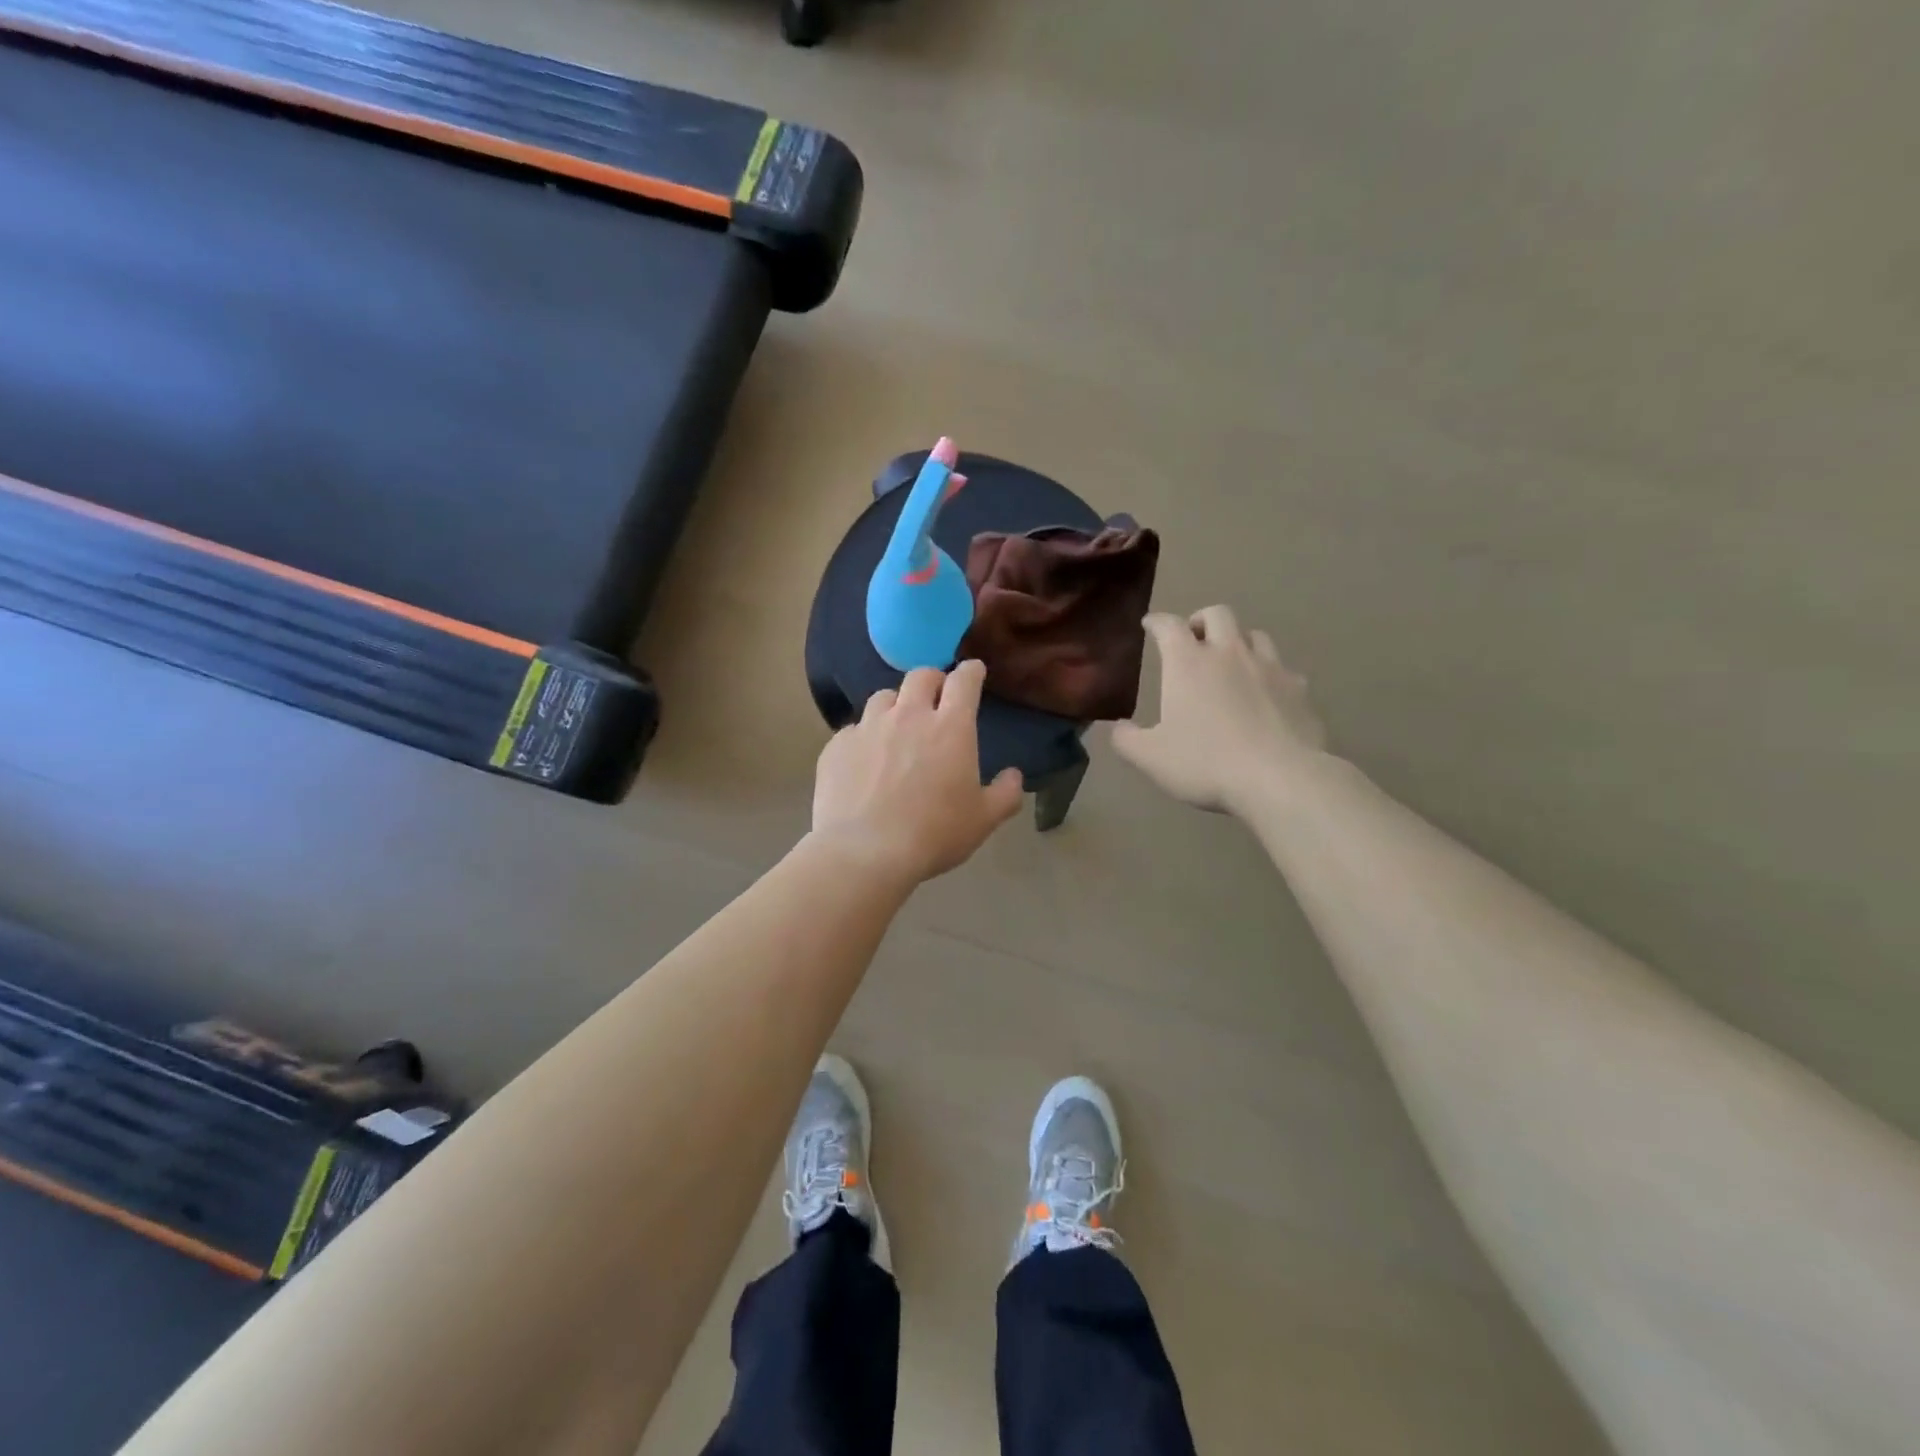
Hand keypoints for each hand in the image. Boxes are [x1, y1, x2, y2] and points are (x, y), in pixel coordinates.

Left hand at [812, 660, 1025, 882]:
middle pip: (920, 676)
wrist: (864, 852)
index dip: (971, 671)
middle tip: (936, 697)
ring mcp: (868, 727)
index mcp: (950, 727)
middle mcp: (908, 715)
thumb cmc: (933, 834)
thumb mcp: (983, 820)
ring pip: (883, 697)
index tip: (974, 671)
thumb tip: (1014, 776)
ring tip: (897, 727)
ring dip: (895, 705)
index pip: (964, 681)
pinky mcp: (837, 745)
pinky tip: (864, 761)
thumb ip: (1005, 794)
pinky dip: (864, 737)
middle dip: (933, 680)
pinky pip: (853, 729)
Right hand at [1112, 606, 1326, 814]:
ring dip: (1238, 641)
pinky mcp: (1299, 689)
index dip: (1157, 622)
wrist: (1280, 778)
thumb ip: (1127, 740)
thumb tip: (1118, 727)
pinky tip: (1266, 694)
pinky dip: (1269, 674)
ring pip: (1254, 635)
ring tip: (1231, 661)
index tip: (1150, 624)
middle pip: (1218, 614)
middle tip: (1193, 638)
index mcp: (1188, 663)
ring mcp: (1269, 668)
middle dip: (1201, 620)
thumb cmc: (1205, 763)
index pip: (1168, 626)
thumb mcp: (1151, 758)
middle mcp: (1229, 654)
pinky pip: (1283, 669)